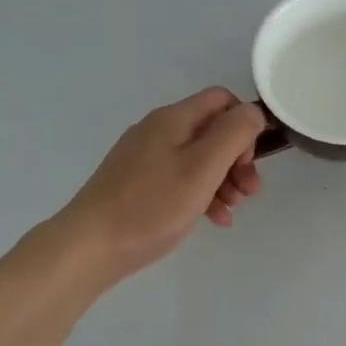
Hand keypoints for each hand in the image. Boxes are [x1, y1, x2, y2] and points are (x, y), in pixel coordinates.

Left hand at [55, 88, 265, 288]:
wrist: (91, 246)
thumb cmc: (152, 205)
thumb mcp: (202, 167)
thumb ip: (234, 134)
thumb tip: (254, 113)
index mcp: (173, 119)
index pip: (221, 100)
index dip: (244, 124)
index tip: (249, 159)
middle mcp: (159, 131)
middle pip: (212, 132)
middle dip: (238, 159)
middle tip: (250, 190)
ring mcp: (146, 158)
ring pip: (199, 158)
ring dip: (224, 180)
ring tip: (233, 209)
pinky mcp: (139, 184)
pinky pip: (181, 179)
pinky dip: (202, 194)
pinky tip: (214, 220)